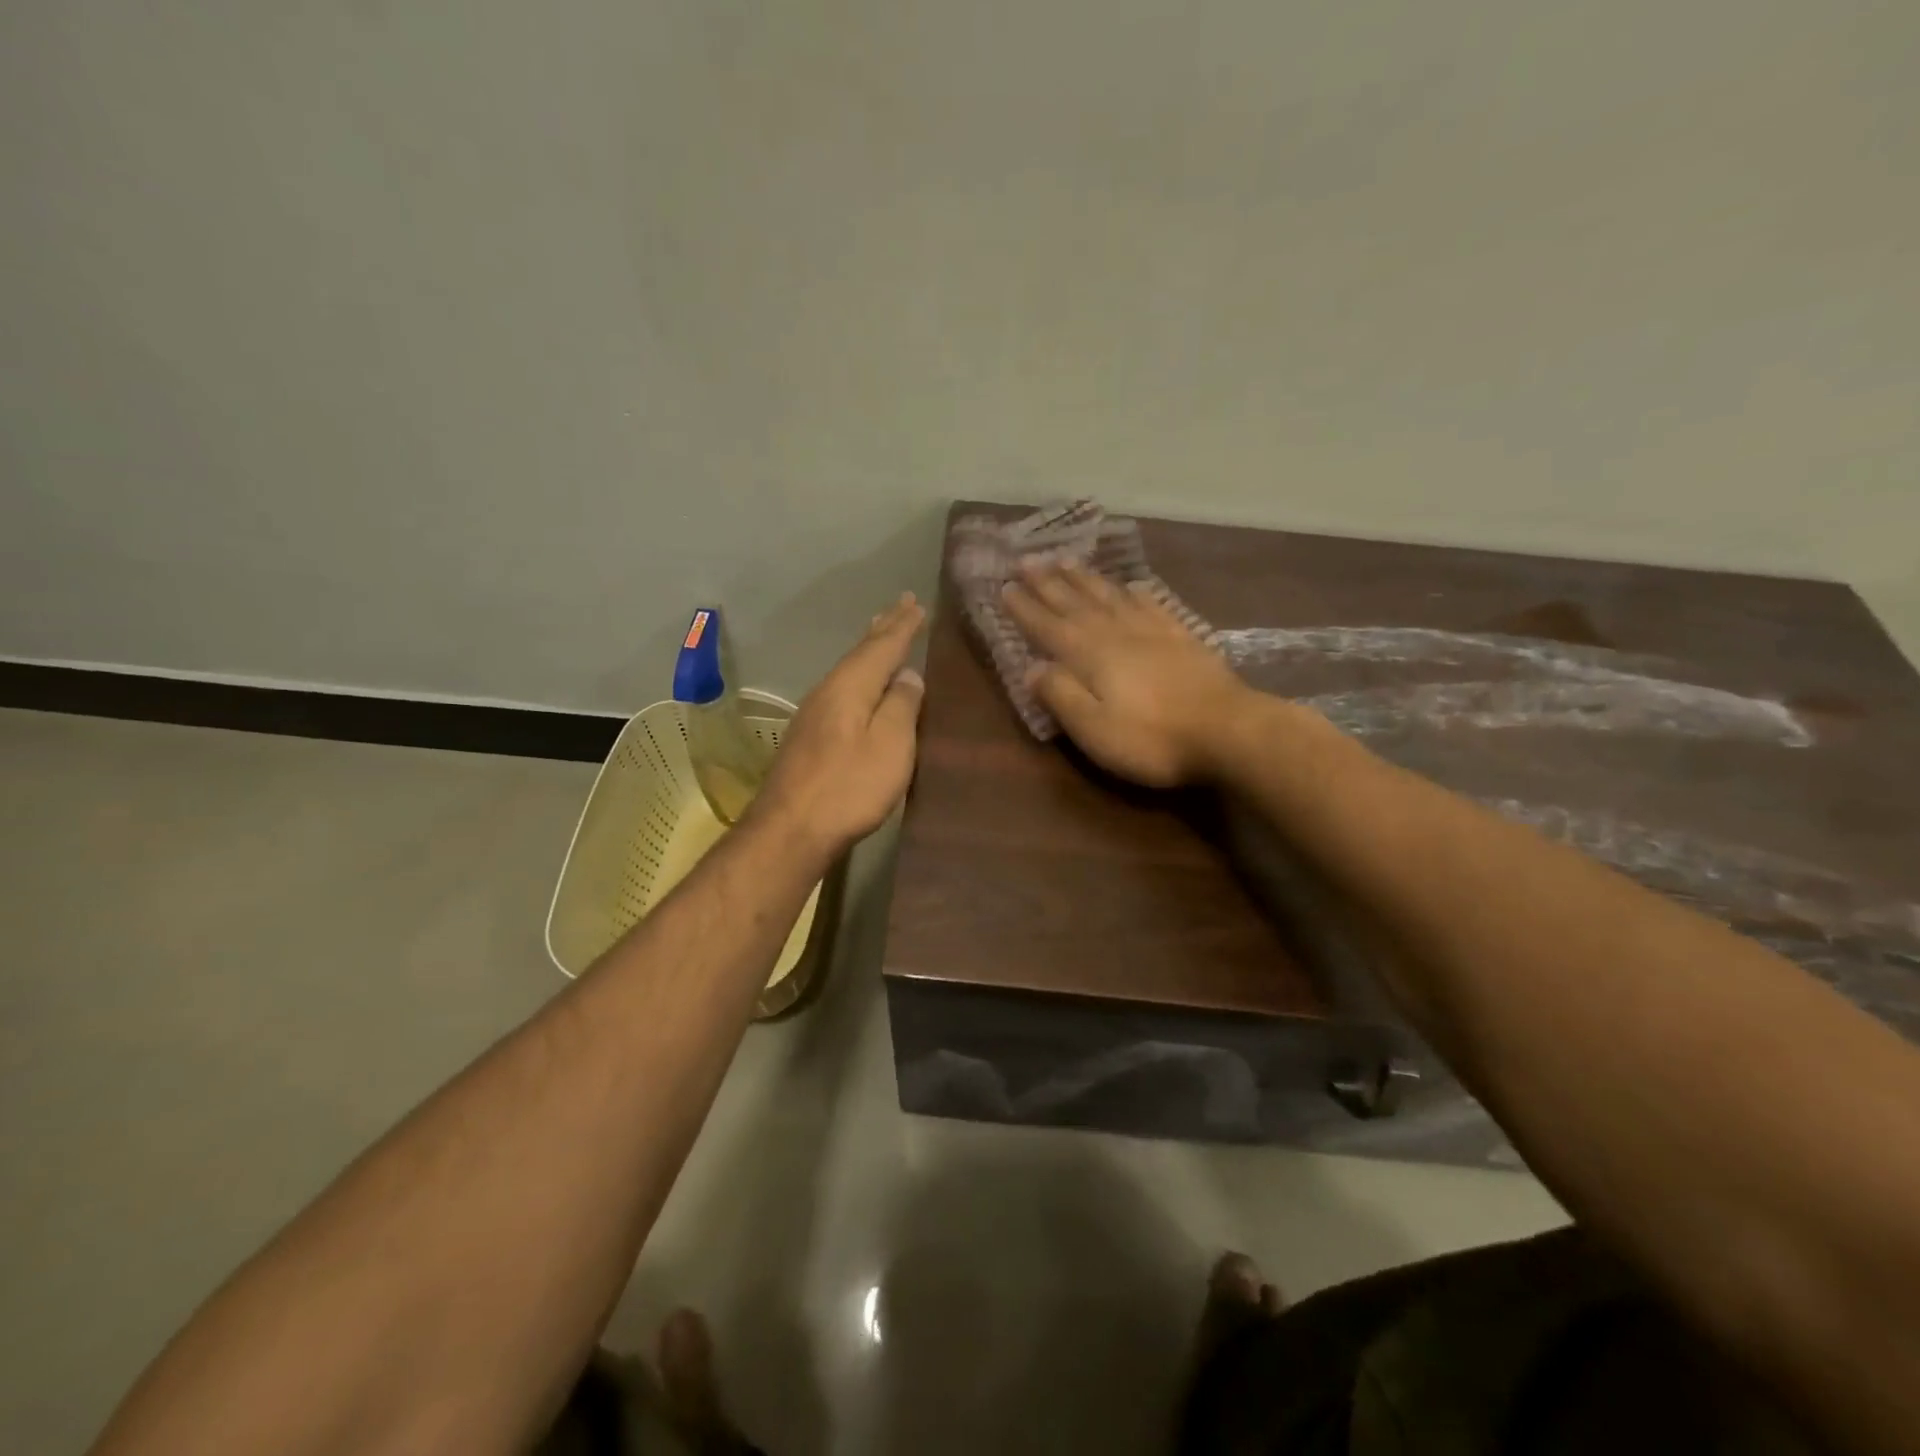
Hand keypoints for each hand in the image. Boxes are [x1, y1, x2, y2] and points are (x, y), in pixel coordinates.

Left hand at [753, 593, 926, 859]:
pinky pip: (842, 688)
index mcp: (850, 686)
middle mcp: (828, 691)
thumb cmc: (848, 787)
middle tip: (900, 604)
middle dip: (883, 628)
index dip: (902, 626)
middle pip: (860, 652)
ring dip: (869, 649)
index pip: (882, 646)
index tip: (916, 603)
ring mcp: (814, 713)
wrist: (790, 829)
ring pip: (849, 669)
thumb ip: (901, 706)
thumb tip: (908, 675)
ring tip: (882, 632)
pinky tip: (861, 683)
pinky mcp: (809, 736)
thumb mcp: (890, 746)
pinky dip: (859, 674)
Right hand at [1003, 563, 1250, 786]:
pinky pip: (1150, 603)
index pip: (1048, 627)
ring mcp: (1152, 630)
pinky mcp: (1181, 636)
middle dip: (1048, 582)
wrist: (1228, 730)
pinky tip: (1130, 584)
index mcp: (1090, 656)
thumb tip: (1032, 669)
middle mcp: (1116, 633)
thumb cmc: (1152, 738)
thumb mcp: (1094, 729)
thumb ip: (1061, 696)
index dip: (1025, 608)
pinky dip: (1134, 591)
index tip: (1005, 586)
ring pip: (1109, 596)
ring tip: (1065, 560)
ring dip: (1084, 578)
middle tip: (1027, 559)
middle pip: (1075, 602)